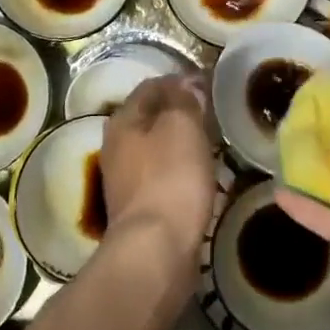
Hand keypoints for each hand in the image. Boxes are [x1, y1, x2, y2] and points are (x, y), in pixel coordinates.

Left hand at [98, 74, 216, 273]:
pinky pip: (163, 175)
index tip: (209, 82)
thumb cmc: (170, 179)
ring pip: (156, 147)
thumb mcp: (181, 127)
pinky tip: (201, 175)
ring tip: (212, 142)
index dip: (179, 79)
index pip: (151, 86)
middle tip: (213, 112)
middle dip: (179, 111)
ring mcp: (125, 180)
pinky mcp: (140, 208)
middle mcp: (117, 146)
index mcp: (123, 121)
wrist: (156, 250)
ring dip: (180, 141)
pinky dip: (181, 169)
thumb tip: (187, 83)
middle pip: (150, 117)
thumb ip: (184, 100)